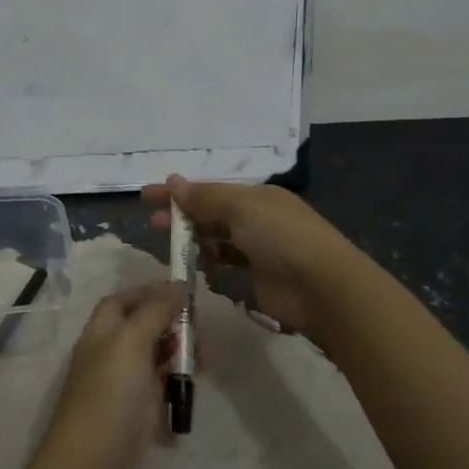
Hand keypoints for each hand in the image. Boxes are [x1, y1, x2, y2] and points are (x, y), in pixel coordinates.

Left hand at [31, 283, 183, 468]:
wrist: (92, 464)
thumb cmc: (109, 395)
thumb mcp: (131, 343)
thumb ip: (155, 312)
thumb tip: (177, 285)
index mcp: (103, 330)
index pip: (126, 299)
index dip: (152, 292)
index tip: (186, 294)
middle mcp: (112, 351)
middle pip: (146, 326)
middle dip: (175, 324)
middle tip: (201, 334)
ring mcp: (125, 382)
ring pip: (158, 356)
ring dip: (182, 353)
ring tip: (204, 363)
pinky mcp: (139, 410)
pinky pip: (163, 386)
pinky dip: (179, 383)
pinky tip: (192, 388)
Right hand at [142, 174, 355, 339]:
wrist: (321, 287)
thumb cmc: (280, 236)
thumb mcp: (240, 207)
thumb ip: (204, 197)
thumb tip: (173, 181)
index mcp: (257, 196)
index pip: (210, 189)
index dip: (179, 192)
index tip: (147, 195)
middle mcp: (257, 218)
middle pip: (211, 213)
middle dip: (182, 215)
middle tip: (153, 223)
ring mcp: (258, 249)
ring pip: (217, 238)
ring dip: (193, 238)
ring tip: (168, 243)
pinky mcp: (257, 278)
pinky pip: (226, 263)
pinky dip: (209, 260)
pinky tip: (193, 263)